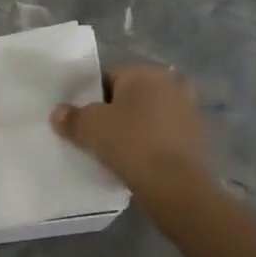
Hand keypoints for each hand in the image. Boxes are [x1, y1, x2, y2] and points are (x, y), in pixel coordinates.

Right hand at [51, 63, 206, 200]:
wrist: (173, 183)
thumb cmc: (129, 142)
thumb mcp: (89, 128)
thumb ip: (71, 117)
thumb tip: (58, 113)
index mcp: (144, 72)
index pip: (109, 76)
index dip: (92, 96)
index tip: (83, 118)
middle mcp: (170, 82)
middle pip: (133, 94)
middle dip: (118, 109)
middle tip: (99, 133)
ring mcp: (188, 109)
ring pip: (151, 113)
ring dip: (138, 125)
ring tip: (119, 148)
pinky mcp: (197, 135)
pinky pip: (166, 133)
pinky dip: (154, 141)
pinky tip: (140, 160)